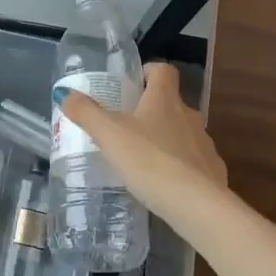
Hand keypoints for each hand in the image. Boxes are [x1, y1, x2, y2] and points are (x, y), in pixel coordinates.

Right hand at [57, 63, 226, 220]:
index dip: (149, 71)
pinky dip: (178, 166)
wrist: (197, 205)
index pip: (163, 70)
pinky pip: (192, 161)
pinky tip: (162, 184)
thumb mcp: (110, 136)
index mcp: (164, 100)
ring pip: (182, 132)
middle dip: (151, 110)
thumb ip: (86, 113)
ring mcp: (204, 144)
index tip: (133, 83)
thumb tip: (64, 93)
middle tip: (126, 126)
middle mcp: (188, 116)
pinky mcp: (212, 170)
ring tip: (141, 158)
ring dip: (165, 139)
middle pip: (171, 102)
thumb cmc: (150, 161)